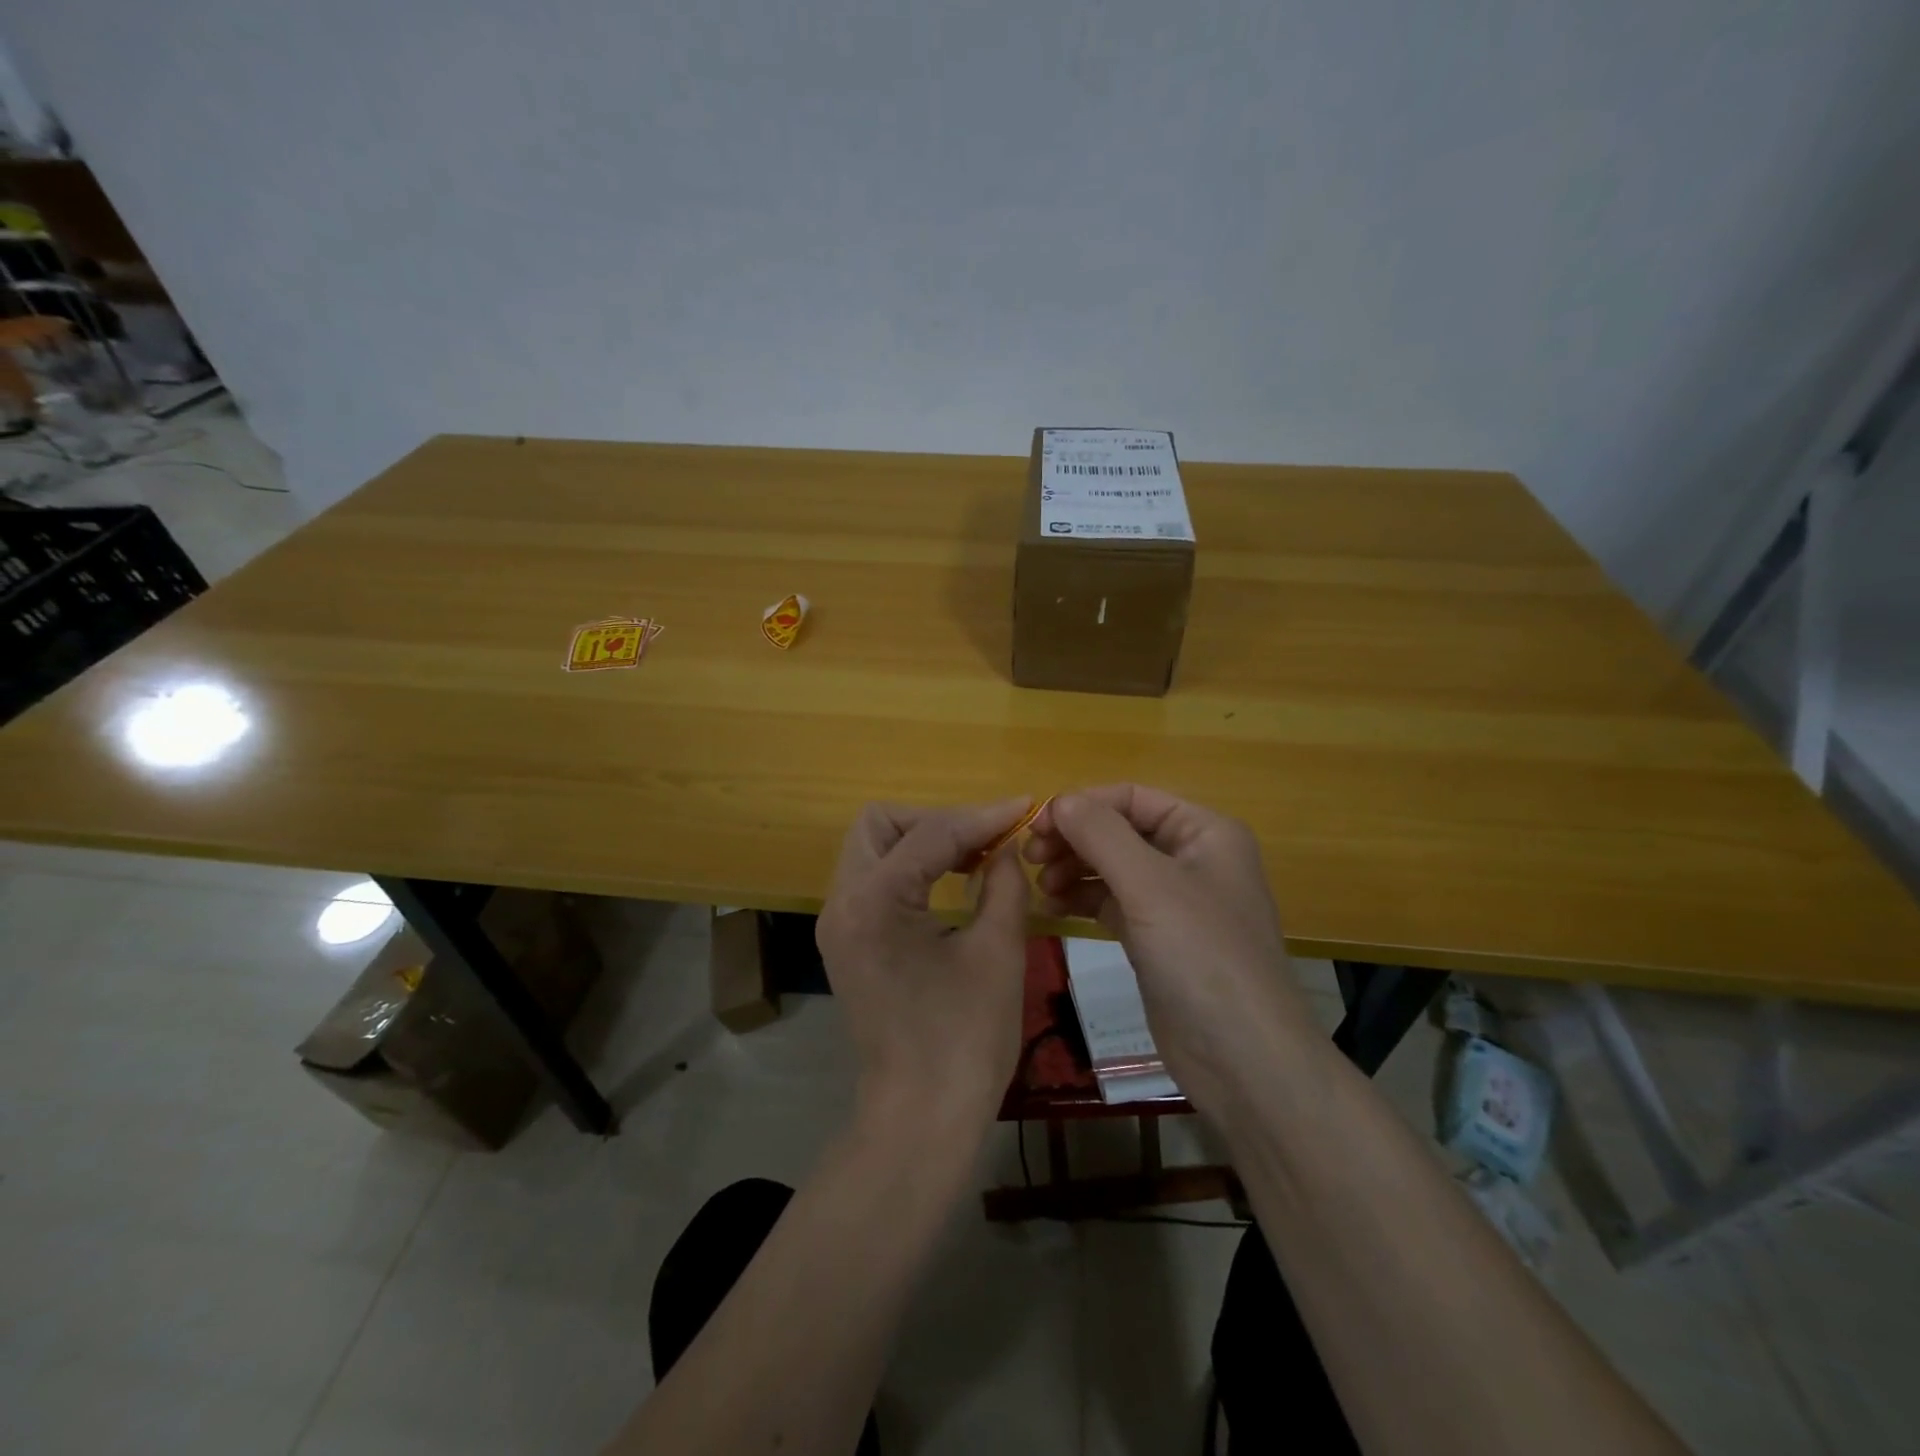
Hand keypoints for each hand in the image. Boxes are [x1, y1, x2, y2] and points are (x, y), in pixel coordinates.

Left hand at [816, 799, 1034, 1138]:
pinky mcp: (845, 941)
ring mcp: (837, 923)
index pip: (931, 832)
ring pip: (871, 847)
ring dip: (920, 841)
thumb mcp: (998, 952)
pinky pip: (872, 879)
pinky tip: (949, 883)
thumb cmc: (965, 1039)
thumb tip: (1005, 847)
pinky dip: (908, 869)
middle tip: (985, 840)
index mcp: (874, 901)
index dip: (983, 815)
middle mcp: (842, 902)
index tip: (1025, 807)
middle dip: (935, 820)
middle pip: (880, 823)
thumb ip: (1003, 883)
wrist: (920, 1117)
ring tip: (974, 858)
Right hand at [1024, 785, 1318, 1116]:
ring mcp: (1174, 902)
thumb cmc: (1203, 957)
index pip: (1132, 798)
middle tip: (1030, 858)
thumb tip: (1060, 800)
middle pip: (1120, 831)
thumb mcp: (1150, 886)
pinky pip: (1112, 903)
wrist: (1243, 1059)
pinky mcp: (1157, 939)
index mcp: (1205, 832)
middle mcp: (1192, 859)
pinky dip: (1083, 901)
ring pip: (1112, 868)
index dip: (1083, 805)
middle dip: (1075, 840)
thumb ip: (1102, 835)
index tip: (1036, 827)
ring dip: (1074, 870)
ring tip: (1041, 887)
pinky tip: (1052, 908)